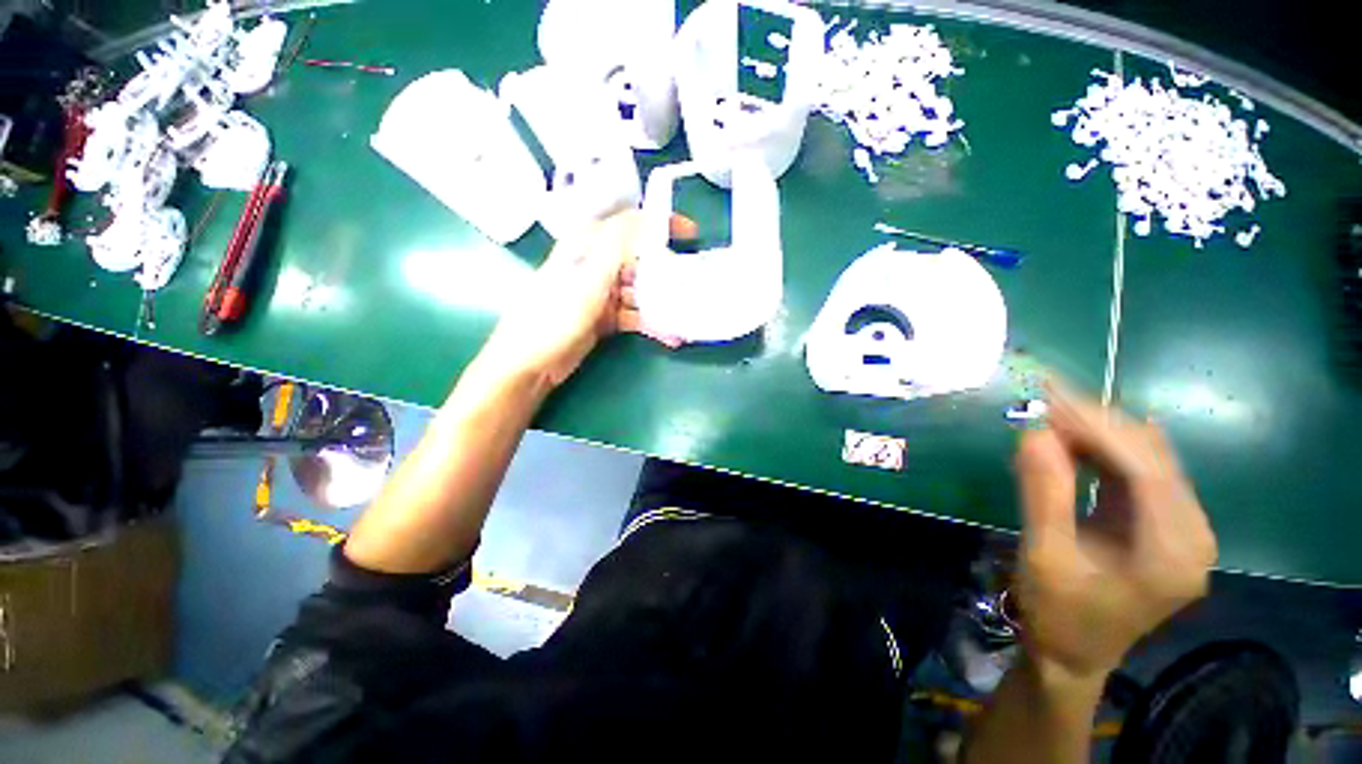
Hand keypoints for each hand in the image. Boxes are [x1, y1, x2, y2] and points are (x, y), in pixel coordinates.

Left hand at [480, 210, 695, 388]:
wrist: (530, 364)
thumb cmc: (553, 318)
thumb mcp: (586, 281)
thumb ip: (616, 249)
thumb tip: (646, 219)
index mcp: (587, 246)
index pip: (630, 225)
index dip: (661, 226)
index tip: (691, 234)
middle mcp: (595, 265)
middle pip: (640, 260)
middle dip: (667, 272)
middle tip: (692, 285)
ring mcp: (600, 293)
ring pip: (640, 290)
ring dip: (662, 303)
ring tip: (685, 317)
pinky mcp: (604, 317)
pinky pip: (634, 315)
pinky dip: (651, 324)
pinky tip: (670, 336)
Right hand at [1013, 381, 1216, 682]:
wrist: (1075, 653)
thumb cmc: (1059, 613)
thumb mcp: (1045, 556)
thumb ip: (1045, 493)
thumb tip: (1032, 430)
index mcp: (1173, 549)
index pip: (1144, 465)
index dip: (1095, 425)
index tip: (1044, 394)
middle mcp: (1193, 531)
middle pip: (1150, 455)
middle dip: (1093, 422)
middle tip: (1038, 399)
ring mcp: (1184, 527)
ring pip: (1145, 456)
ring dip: (1096, 432)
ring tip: (1046, 414)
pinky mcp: (1166, 524)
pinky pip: (1138, 470)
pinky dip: (1100, 449)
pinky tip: (1070, 441)